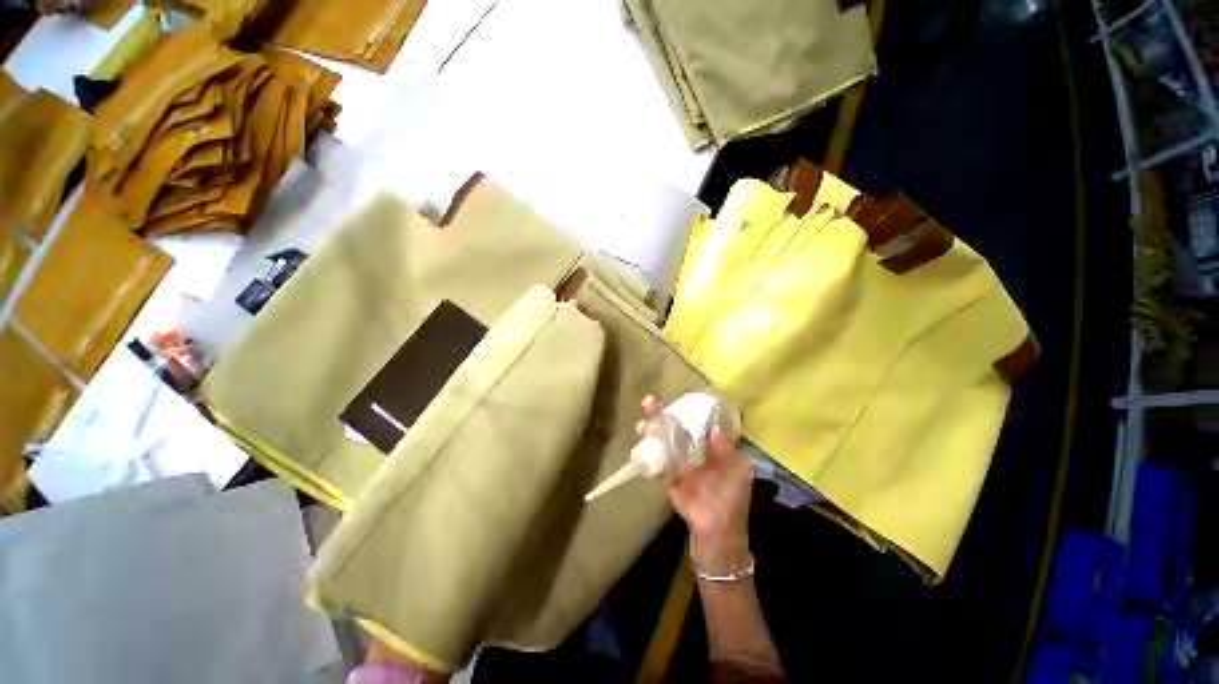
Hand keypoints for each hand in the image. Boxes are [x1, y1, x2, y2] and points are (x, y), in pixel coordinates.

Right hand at [640, 395, 752, 574]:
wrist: (718, 533)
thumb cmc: (732, 499)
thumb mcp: (738, 471)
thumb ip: (726, 450)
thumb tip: (713, 429)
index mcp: (711, 449)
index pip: (696, 425)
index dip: (685, 412)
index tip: (675, 401)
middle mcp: (692, 453)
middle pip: (674, 430)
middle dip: (662, 416)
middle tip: (649, 402)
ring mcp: (678, 465)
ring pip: (663, 443)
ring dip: (652, 430)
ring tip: (642, 420)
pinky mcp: (668, 479)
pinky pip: (657, 462)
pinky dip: (648, 451)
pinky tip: (641, 440)